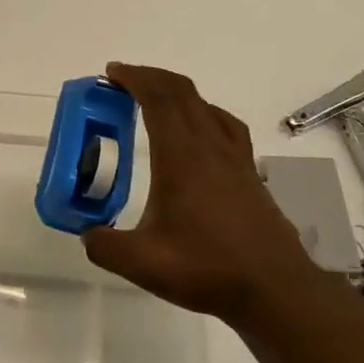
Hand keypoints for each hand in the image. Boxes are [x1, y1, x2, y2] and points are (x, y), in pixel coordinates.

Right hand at [82, 62, 317, 324]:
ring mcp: (235, 160)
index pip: (159, 99)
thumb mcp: (141, 262)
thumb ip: (104, 245)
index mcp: (182, 157)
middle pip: (183, 93)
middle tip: (123, 82)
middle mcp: (211, 148)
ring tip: (155, 102)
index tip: (111, 73)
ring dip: (177, 94)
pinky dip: (203, 114)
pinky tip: (198, 135)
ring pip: (206, 107)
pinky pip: (225, 126)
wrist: (275, 289)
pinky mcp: (249, 175)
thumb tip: (88, 234)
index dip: (135, 78)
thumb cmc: (208, 268)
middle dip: (151, 78)